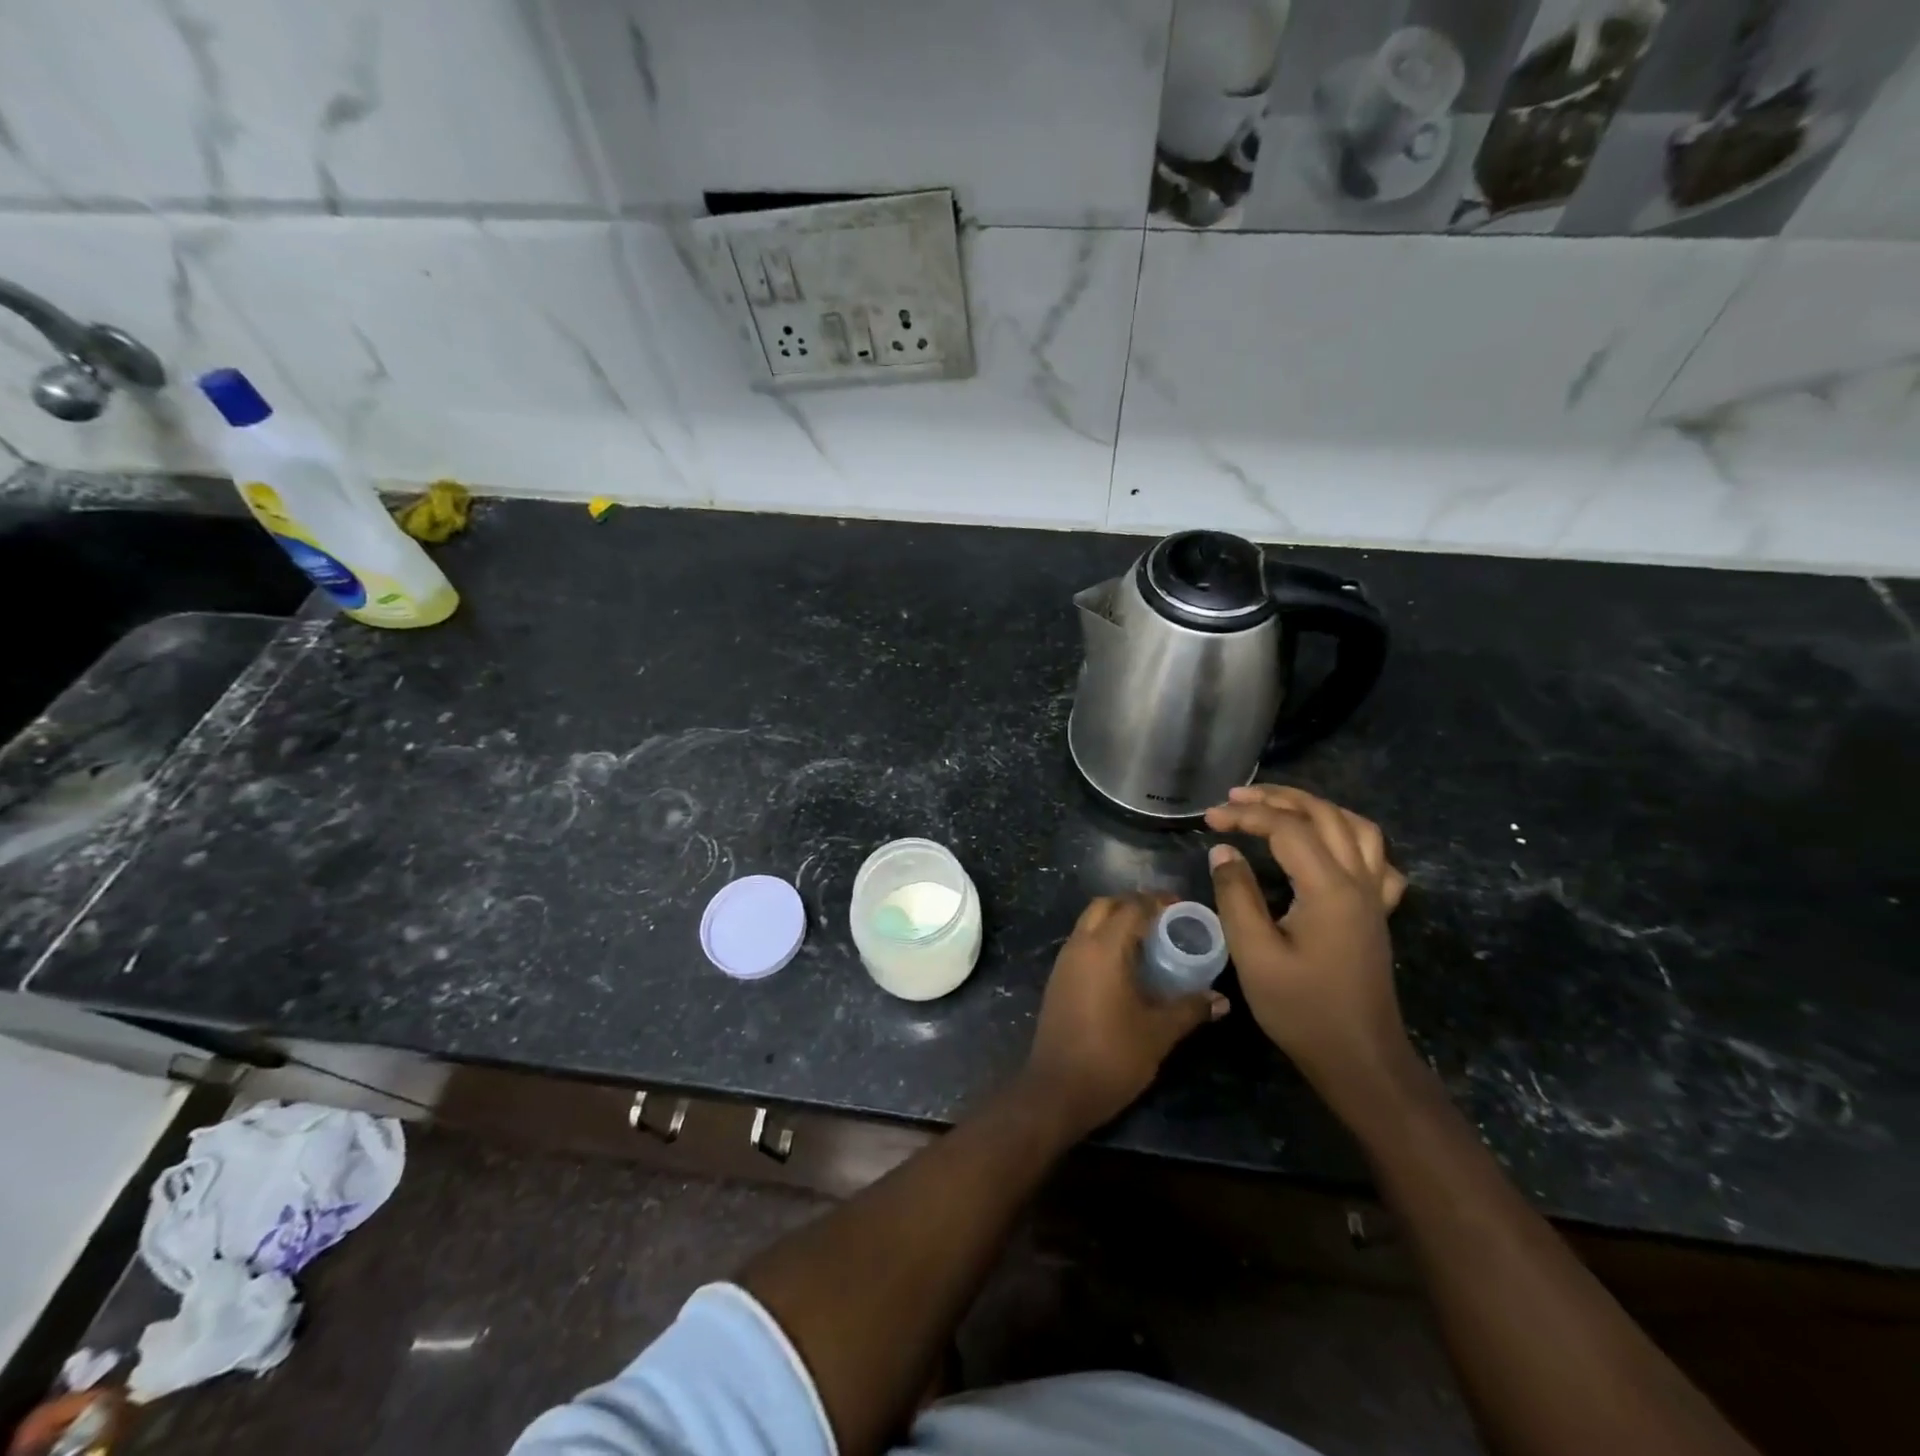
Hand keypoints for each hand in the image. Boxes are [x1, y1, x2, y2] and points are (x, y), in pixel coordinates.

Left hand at [1023, 894, 1226, 1137]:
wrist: (1057, 1090)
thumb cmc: (1111, 1056)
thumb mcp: (1158, 1033)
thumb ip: (1190, 1009)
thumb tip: (1221, 999)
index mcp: (1103, 948)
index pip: (1132, 906)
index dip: (1158, 901)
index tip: (1183, 908)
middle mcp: (1079, 945)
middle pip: (1105, 905)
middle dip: (1134, 905)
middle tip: (1166, 920)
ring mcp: (1064, 962)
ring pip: (1089, 923)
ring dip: (1116, 922)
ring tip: (1150, 941)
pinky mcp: (1058, 980)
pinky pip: (1082, 944)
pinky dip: (1103, 940)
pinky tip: (1126, 966)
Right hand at [1204, 786, 1410, 1093]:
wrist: (1359, 1058)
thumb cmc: (1301, 1009)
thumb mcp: (1254, 954)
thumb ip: (1236, 895)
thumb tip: (1224, 851)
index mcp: (1329, 888)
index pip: (1287, 828)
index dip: (1246, 815)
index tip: (1209, 818)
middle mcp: (1359, 881)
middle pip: (1324, 815)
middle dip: (1278, 798)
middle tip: (1235, 798)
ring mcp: (1374, 897)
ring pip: (1357, 828)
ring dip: (1316, 808)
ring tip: (1279, 807)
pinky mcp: (1377, 913)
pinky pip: (1377, 859)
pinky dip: (1351, 838)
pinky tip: (1331, 846)